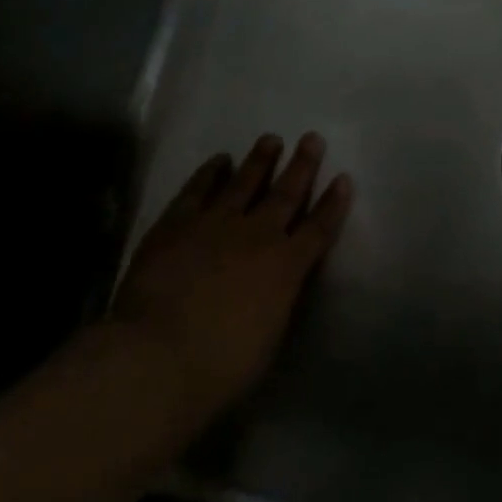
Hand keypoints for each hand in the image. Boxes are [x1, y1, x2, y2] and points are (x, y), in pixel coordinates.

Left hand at [96, 133, 351, 436]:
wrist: (159, 354)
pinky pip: (198, 190)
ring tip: (270, 139)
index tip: (343, 179)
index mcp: (286, 267)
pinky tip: (218, 160)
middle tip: (312, 139)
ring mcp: (215, 225)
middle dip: (302, 166)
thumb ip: (279, 300)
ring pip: (244, 183)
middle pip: (286, 194)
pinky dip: (209, 173)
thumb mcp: (270, 335)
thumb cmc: (223, 363)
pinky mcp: (176, 224)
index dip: (333, 204)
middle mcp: (257, 236)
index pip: (318, 229)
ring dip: (259, 160)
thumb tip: (279, 283)